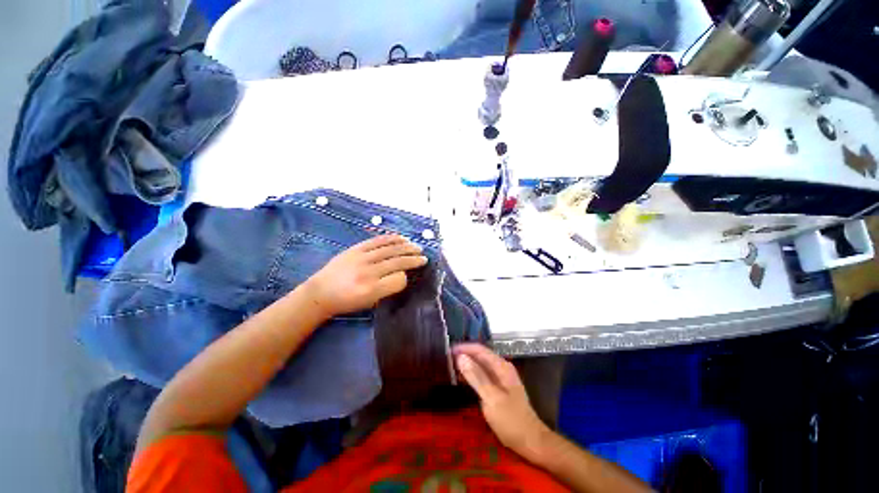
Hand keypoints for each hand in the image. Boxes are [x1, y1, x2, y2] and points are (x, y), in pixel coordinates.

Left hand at [303, 235, 427, 318]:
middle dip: (413, 259)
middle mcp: (368, 273)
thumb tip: (403, 275)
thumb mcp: (368, 303)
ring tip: (417, 247)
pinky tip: (402, 238)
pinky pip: (378, 241)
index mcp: (371, 290)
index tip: (408, 277)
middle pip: (397, 262)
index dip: (406, 278)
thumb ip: (387, 290)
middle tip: (424, 258)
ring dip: (407, 247)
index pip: (399, 280)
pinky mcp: (356, 249)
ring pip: (390, 249)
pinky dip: (392, 238)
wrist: (320, 293)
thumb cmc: (346, 302)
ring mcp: (361, 258)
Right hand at [454, 343, 551, 459]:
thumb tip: (460, 357)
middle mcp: (501, 368)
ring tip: (451, 367)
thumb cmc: (511, 420)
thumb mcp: (492, 398)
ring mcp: (500, 378)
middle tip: (446, 359)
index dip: (464, 348)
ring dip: (467, 365)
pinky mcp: (498, 389)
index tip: (448, 350)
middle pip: (480, 355)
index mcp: (501, 366)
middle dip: (464, 355)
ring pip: (480, 365)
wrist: (531, 441)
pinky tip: (462, 379)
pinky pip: (482, 376)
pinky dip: (471, 375)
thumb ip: (476, 377)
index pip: (479, 349)